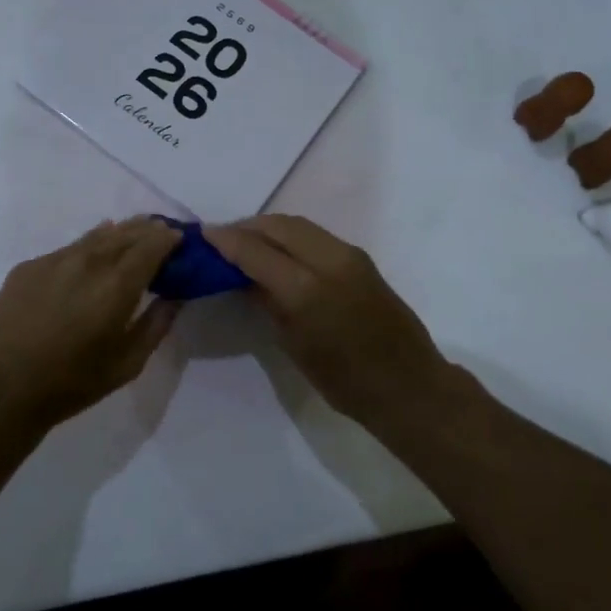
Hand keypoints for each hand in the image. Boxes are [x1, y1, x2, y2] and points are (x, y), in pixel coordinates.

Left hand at [0, 217, 181, 437]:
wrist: (0, 389)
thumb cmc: (71, 383)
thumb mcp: (127, 364)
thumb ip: (156, 325)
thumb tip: (174, 298)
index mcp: (116, 285)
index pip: (151, 245)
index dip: (168, 238)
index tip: (179, 239)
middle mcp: (87, 261)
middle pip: (125, 233)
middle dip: (147, 230)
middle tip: (161, 231)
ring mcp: (54, 260)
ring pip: (95, 236)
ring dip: (119, 233)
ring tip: (131, 234)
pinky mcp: (28, 266)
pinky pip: (68, 249)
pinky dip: (88, 247)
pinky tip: (90, 254)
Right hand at [205, 215, 466, 434]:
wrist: (408, 385)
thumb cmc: (344, 381)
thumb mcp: (293, 344)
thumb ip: (267, 301)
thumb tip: (244, 275)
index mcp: (306, 289)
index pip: (255, 250)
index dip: (226, 239)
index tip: (202, 234)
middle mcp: (328, 260)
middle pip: (277, 226)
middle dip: (246, 227)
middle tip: (221, 238)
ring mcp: (348, 255)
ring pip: (298, 225)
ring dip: (268, 228)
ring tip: (245, 241)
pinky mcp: (360, 258)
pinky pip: (315, 234)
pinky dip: (290, 235)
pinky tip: (277, 250)